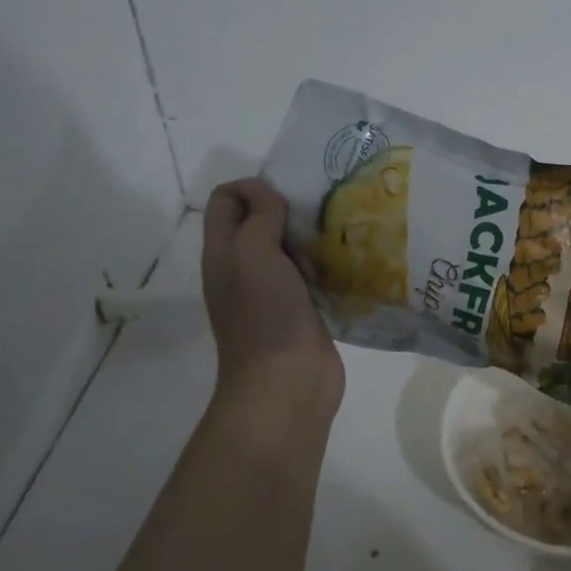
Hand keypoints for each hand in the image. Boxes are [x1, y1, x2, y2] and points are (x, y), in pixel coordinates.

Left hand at [201, 179, 344, 427]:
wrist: (287, 383)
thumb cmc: (265, 315)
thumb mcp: (252, 254)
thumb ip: (259, 217)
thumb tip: (268, 195)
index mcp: (223, 252)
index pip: (226, 199)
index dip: (253, 187)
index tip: (288, 198)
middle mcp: (243, 268)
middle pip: (260, 221)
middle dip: (289, 212)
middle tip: (319, 218)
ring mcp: (273, 292)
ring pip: (289, 249)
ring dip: (312, 240)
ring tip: (338, 238)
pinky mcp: (301, 311)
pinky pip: (311, 276)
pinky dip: (326, 266)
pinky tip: (347, 265)